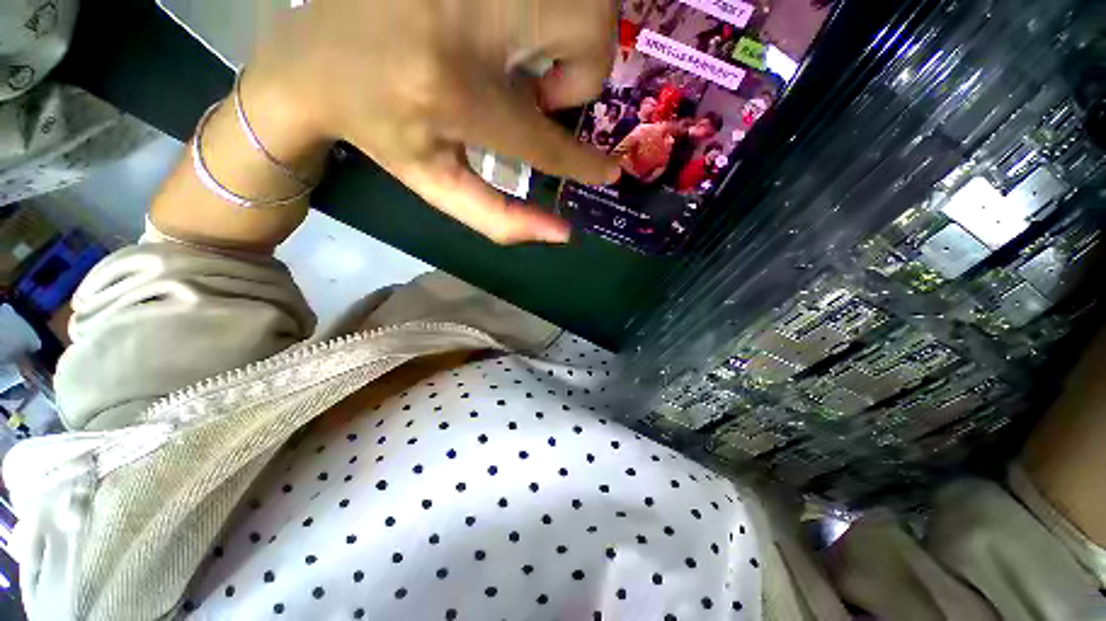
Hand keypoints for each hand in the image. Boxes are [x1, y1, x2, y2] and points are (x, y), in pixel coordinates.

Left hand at [250, 0, 621, 243]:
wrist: (310, 56)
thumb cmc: (379, 130)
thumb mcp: (437, 186)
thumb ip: (502, 219)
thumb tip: (562, 233)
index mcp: (452, 93)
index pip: (545, 136)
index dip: (583, 161)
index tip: (609, 172)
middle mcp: (465, 14)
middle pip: (587, 28)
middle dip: (581, 73)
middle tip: (539, 92)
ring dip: (570, 37)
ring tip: (523, 58)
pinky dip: (550, 11)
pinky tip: (509, 27)